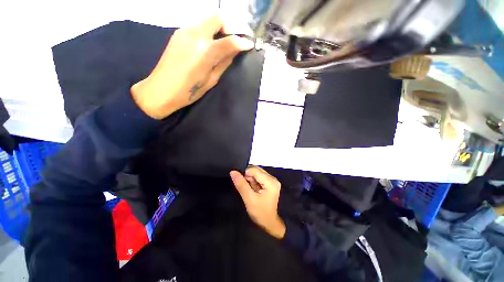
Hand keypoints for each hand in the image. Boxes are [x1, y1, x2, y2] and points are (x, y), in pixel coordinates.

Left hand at [131, 14, 254, 119]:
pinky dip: (207, 31)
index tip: (248, 45)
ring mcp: (184, 30)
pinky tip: (207, 45)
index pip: (229, 40)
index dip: (242, 41)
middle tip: (231, 42)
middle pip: (217, 17)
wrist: (161, 90)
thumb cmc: (189, 91)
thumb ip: (224, 63)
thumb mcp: (211, 80)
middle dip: (229, 27)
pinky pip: (198, 25)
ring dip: (218, 29)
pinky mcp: (178, 32)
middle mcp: (194, 34)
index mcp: (205, 51)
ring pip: (207, 19)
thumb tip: (234, 51)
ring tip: (219, 45)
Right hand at [230, 166, 285, 238]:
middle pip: (256, 170)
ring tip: (251, 191)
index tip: (243, 185)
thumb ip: (241, 184)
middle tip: (247, 189)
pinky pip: (258, 177)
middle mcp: (273, 179)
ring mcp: (272, 180)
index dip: (246, 175)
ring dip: (250, 180)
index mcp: (271, 182)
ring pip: (257, 173)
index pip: (255, 170)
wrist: (268, 223)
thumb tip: (233, 172)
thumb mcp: (249, 199)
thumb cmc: (260, 213)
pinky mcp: (269, 183)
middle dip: (249, 178)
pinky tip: (253, 190)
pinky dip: (253, 182)